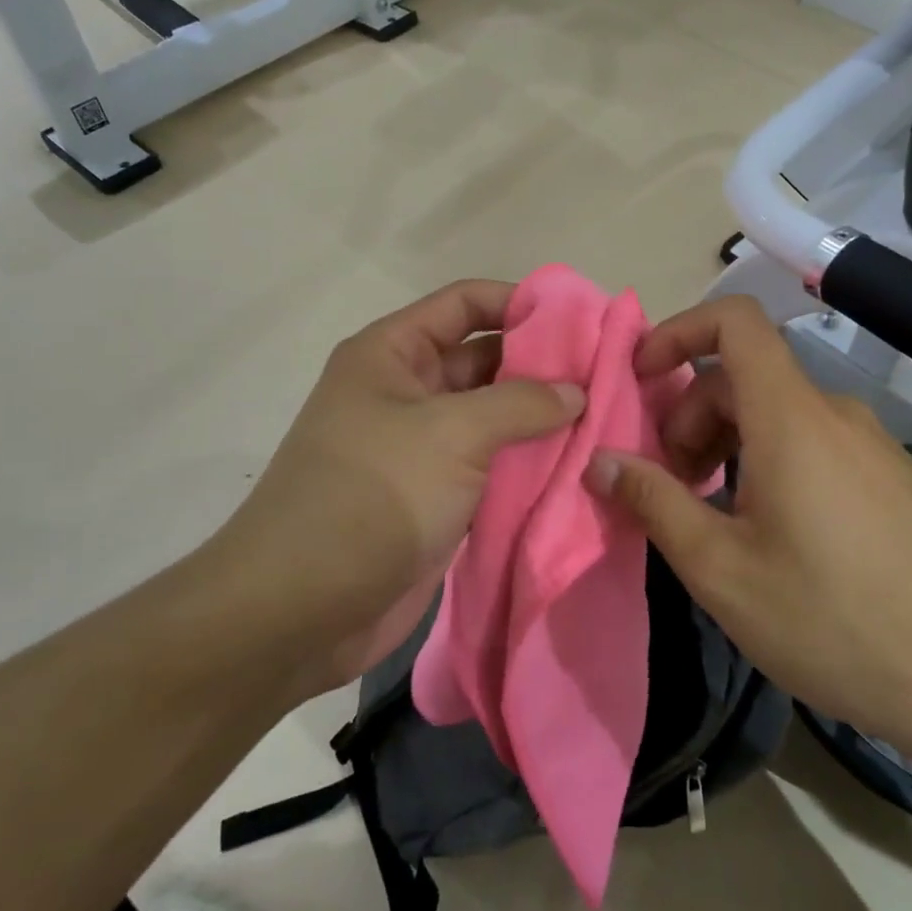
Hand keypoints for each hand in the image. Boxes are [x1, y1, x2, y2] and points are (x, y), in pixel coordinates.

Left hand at [216, 280, 583, 698]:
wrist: (301, 608)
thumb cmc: (372, 495)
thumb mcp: (451, 432)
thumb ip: (520, 403)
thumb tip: (576, 391)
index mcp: (392, 354)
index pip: (464, 304)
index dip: (520, 302)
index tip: (582, 319)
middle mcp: (407, 393)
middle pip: (484, 360)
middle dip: (542, 365)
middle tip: (610, 374)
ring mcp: (423, 449)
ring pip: (493, 418)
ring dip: (542, 420)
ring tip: (608, 418)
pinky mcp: (438, 498)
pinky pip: (492, 467)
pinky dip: (530, 465)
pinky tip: (580, 465)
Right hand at [586, 295, 911, 767]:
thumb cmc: (835, 620)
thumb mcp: (722, 568)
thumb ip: (654, 502)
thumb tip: (598, 462)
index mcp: (790, 417)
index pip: (734, 322)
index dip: (678, 331)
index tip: (641, 379)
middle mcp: (833, 413)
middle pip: (743, 377)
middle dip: (689, 418)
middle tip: (671, 487)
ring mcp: (869, 444)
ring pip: (776, 414)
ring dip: (725, 445)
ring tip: (713, 518)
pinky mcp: (890, 478)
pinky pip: (811, 443)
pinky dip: (767, 463)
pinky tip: (768, 535)